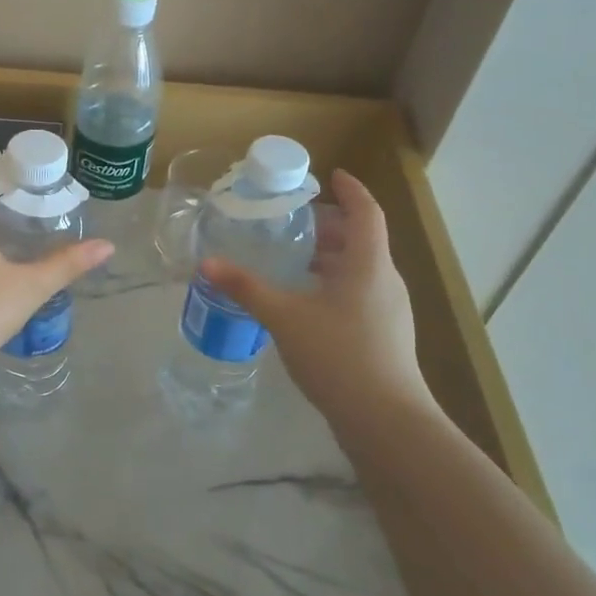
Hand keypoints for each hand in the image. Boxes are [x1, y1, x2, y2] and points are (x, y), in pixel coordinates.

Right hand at [200, 169, 435, 425]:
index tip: (332, 175)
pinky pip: (359, 295)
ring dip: (330, 259)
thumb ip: (246, 288)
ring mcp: (389, 311)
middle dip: (331, 228)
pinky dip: (334, 286)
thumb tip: (207, 263)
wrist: (385, 420)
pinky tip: (306, 304)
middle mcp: (385, 281)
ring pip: (360, 270)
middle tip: (294, 223)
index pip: (366, 212)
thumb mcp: (285, 318)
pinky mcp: (384, 336)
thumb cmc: (338, 356)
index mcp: (368, 265)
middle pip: (361, 241)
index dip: (351, 190)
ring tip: (293, 261)